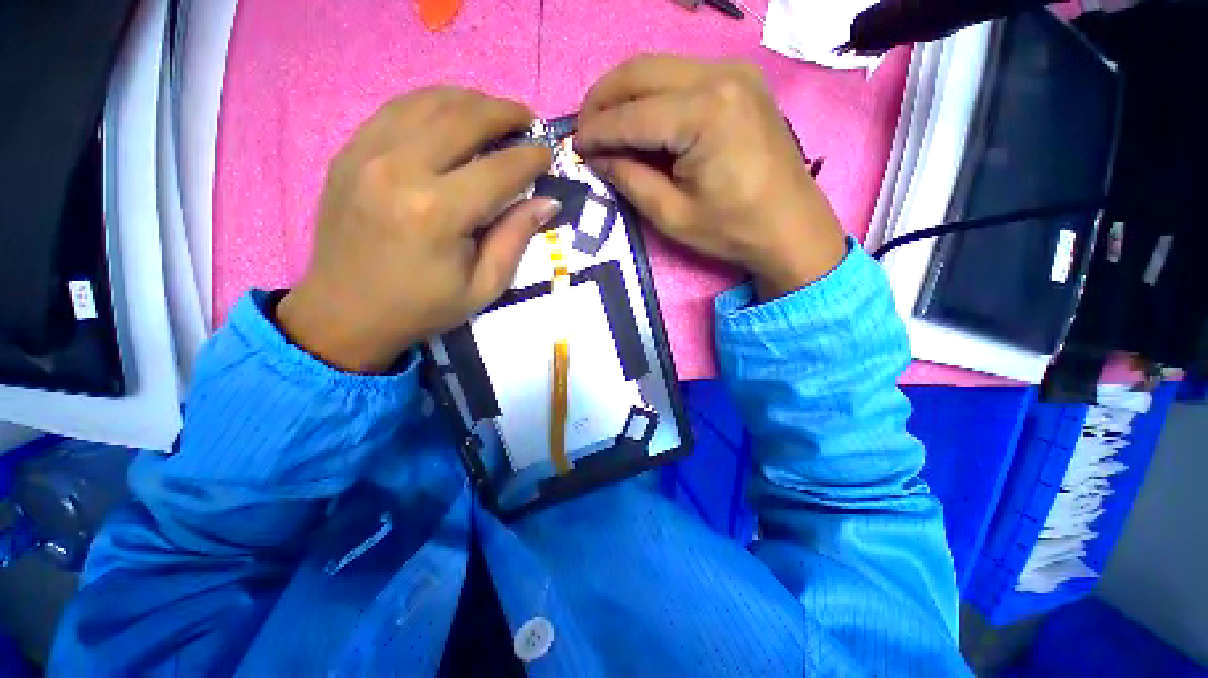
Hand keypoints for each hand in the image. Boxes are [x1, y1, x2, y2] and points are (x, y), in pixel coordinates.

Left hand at [276, 88, 556, 372]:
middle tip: (528, 121)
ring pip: (430, 102)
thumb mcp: (483, 286)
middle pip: (465, 118)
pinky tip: (452, 114)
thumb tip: (547, 202)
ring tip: (495, 113)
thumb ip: (516, 238)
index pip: (500, 169)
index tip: (548, 156)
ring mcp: (368, 154)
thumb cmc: (423, 307)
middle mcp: (401, 170)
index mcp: (439, 213)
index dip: (531, 158)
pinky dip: (432, 104)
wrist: (345, 312)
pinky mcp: (349, 152)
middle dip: (506, 113)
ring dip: (471, 101)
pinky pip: (397, 109)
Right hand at [575, 56, 845, 298]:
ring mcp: (734, 72)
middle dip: (602, 100)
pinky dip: (652, 94)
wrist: (790, 226)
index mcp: (704, 114)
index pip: (632, 115)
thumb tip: (596, 157)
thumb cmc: (732, 229)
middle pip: (640, 71)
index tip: (573, 147)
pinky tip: (640, 119)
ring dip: (624, 93)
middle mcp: (719, 77)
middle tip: (584, 131)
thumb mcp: (672, 215)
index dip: (596, 131)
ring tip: (605, 126)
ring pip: (658, 67)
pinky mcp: (739, 80)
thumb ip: (630, 180)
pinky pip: (680, 75)